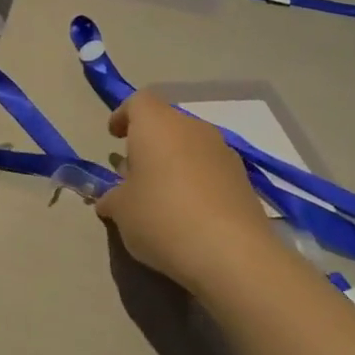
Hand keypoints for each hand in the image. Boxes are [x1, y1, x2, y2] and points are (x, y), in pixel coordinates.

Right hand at [95, 92, 276, 295]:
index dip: (123, 115)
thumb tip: (110, 199)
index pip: (138, 102)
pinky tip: (189, 211)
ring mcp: (223, 151)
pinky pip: (210, 168)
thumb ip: (112, 197)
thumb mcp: (121, 211)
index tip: (114, 137)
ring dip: (174, 162)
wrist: (231, 253)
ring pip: (190, 146)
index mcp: (157, 124)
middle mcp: (193, 128)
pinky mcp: (243, 178)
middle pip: (166, 123)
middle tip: (134, 172)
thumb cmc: (161, 218)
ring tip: (162, 195)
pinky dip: (196, 180)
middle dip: (149, 142)